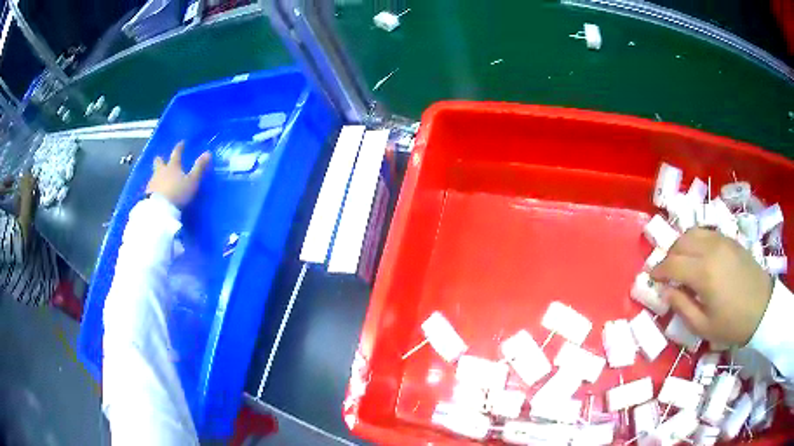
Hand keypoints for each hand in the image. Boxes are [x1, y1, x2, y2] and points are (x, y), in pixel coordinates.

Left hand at [146, 142, 210, 206]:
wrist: (159, 209)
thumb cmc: (177, 193)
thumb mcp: (192, 181)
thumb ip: (199, 167)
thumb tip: (208, 153)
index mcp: (173, 166)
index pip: (176, 153)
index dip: (179, 147)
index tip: (182, 143)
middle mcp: (161, 171)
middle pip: (159, 161)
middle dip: (161, 159)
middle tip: (161, 159)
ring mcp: (152, 182)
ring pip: (154, 174)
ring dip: (157, 174)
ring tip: (159, 178)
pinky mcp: (147, 193)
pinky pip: (150, 186)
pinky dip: (154, 186)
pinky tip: (155, 191)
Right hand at [650, 228, 772, 345]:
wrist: (761, 307)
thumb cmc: (732, 323)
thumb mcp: (703, 326)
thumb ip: (682, 307)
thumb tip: (666, 292)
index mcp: (703, 273)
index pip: (672, 264)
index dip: (658, 270)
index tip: (652, 278)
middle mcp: (710, 249)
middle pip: (680, 242)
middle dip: (668, 256)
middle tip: (665, 272)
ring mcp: (721, 241)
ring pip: (693, 232)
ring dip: (681, 245)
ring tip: (681, 261)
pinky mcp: (729, 239)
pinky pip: (706, 233)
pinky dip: (695, 241)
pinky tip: (698, 256)